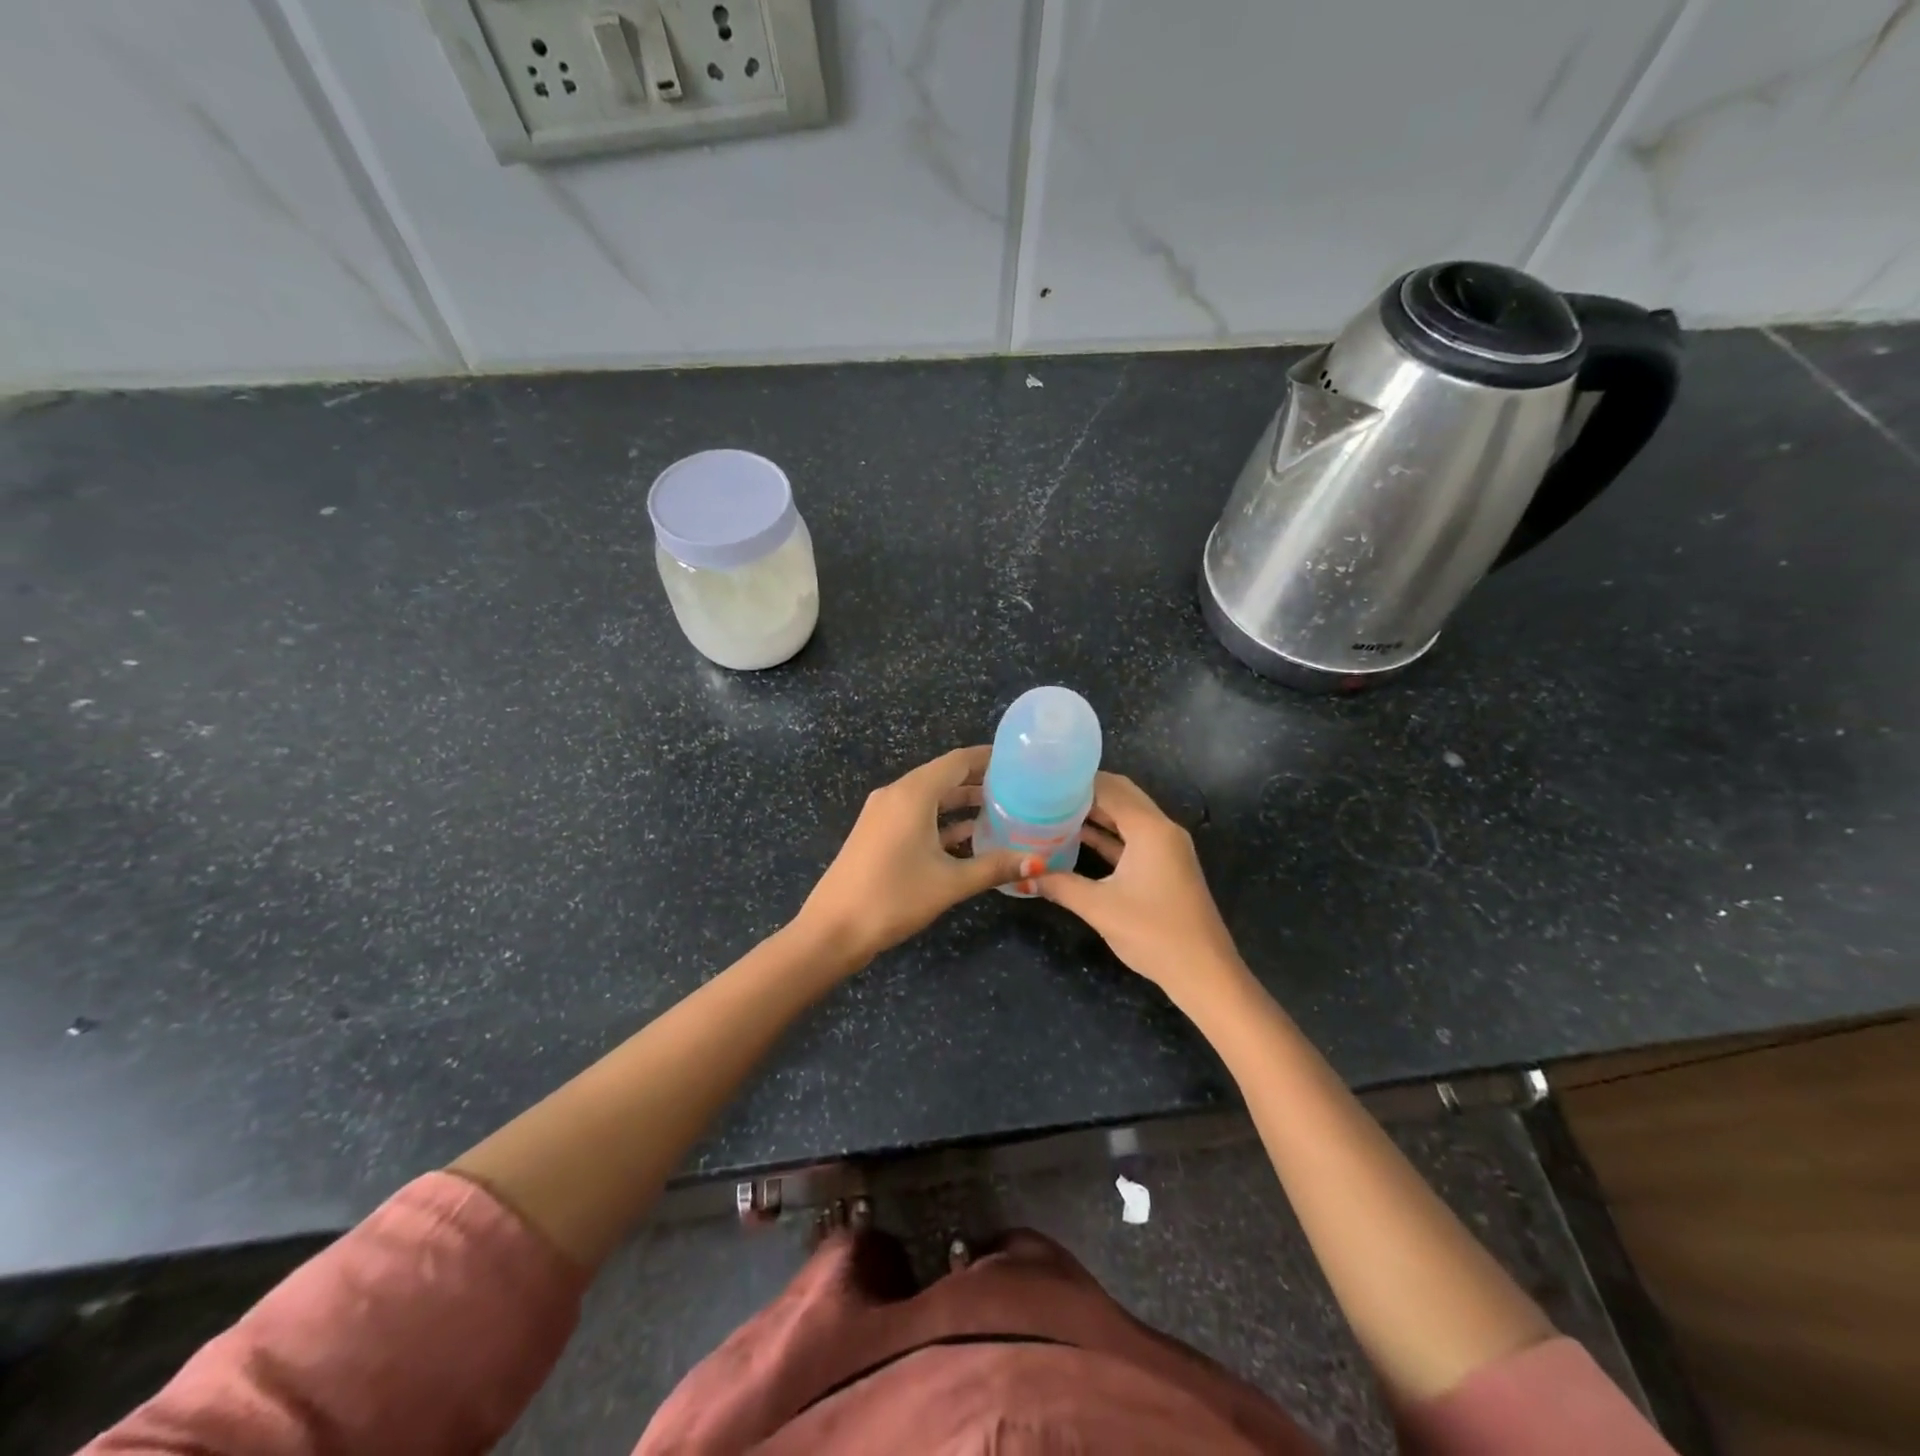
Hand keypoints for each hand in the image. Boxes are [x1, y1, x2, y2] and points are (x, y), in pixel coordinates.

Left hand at [795, 746, 1040, 968]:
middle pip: (944, 776)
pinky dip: (942, 820)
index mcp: (913, 794)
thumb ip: (995, 867)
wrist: (833, 929)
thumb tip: (1038, 863)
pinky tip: (969, 837)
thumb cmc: (894, 897)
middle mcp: (896, 794)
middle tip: (1018, 788)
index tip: (1020, 761)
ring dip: (961, 802)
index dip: (989, 758)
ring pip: (930, 798)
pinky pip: (916, 815)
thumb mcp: (950, 882)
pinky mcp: (877, 833)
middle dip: (979, 781)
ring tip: (1002, 810)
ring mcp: (883, 814)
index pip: (957, 761)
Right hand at [1036, 772, 1246, 1001]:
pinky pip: (1132, 838)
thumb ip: (1060, 885)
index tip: (1043, 779)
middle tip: (1045, 791)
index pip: (1110, 788)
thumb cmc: (1153, 933)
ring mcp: (1166, 848)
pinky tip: (1077, 839)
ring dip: (1096, 813)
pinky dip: (1108, 835)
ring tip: (1054, 810)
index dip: (1077, 781)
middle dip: (1085, 792)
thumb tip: (1024, 874)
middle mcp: (1162, 829)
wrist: (1203, 973)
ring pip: (1127, 817)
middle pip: (1122, 796)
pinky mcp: (1165, 866)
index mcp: (1150, 829)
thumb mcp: (1099, 907)